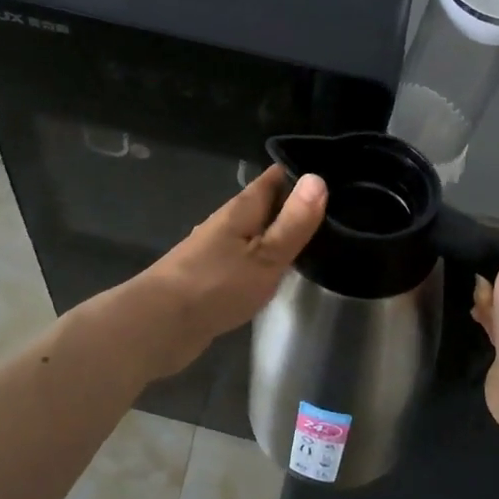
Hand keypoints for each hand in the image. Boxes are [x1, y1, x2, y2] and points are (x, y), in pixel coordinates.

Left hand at [133, 165, 327, 376]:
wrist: (159, 325)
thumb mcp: (266, 255)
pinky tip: (284, 270)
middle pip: (268, 203)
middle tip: (339, 211)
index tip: (338, 177)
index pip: (277, 176)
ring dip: (282, 233)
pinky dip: (267, 257)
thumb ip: (293, 222)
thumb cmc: (216, 285)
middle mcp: (230, 221)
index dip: (304, 173)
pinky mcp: (214, 274)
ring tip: (322, 239)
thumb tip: (317, 178)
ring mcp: (219, 248)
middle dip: (297, 205)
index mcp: (243, 207)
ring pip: (258, 231)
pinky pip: (248, 256)